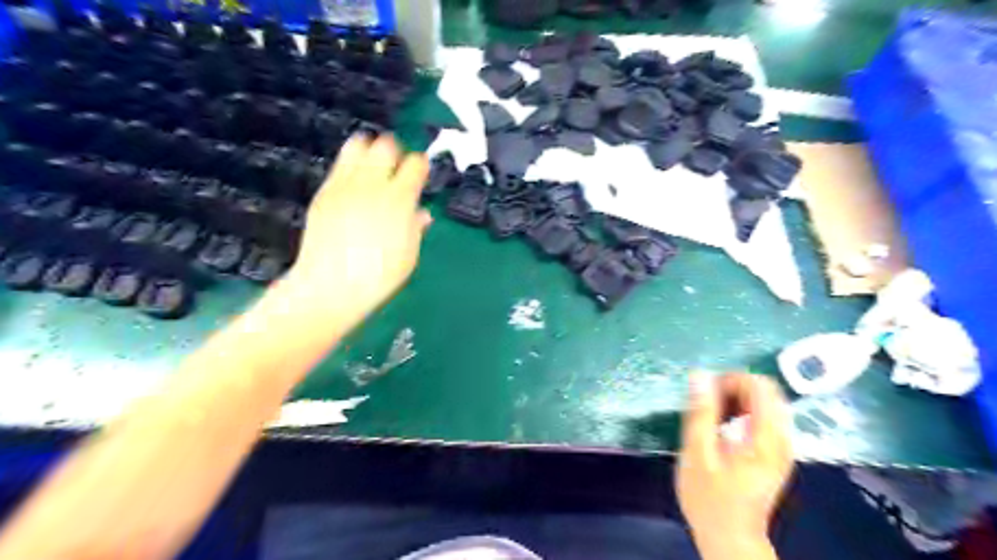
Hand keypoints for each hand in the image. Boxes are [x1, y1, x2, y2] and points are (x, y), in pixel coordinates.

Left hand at [284, 133, 432, 328]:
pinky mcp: (325, 192)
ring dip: (370, 151)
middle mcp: (373, 184)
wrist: (332, 287)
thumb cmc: (379, 276)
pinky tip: (354, 185)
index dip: (421, 165)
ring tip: (373, 169)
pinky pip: (340, 165)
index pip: (416, 164)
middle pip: (386, 145)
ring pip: (358, 145)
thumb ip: (416, 227)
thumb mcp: (409, 254)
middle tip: (397, 169)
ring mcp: (345, 185)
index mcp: (400, 199)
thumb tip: (421, 213)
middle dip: (395, 152)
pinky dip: (350, 167)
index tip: (421, 173)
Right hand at [678, 373, 795, 559]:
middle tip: (706, 402)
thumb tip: (700, 375)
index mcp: (765, 439)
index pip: (761, 386)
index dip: (731, 380)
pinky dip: (743, 413)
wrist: (729, 538)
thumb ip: (700, 413)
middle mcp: (781, 440)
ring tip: (711, 414)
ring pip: (766, 404)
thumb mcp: (697, 453)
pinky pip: (764, 419)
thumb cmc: (709, 498)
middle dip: (734, 387)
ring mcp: (781, 448)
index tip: (705, 393)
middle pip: (767, 392)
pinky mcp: (774, 454)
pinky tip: (723, 426)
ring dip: (738, 399)